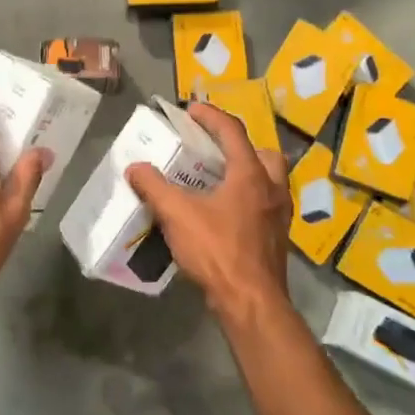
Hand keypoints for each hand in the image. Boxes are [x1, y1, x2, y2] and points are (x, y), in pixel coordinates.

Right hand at [126, 104, 290, 326]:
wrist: (252, 304)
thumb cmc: (218, 251)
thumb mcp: (177, 215)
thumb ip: (154, 187)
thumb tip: (135, 167)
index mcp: (250, 174)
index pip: (233, 131)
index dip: (211, 116)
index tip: (191, 110)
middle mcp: (272, 188)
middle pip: (264, 153)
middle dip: (241, 146)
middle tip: (216, 151)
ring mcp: (279, 215)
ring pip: (270, 181)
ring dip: (249, 174)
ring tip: (220, 182)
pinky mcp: (278, 238)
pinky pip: (267, 205)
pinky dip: (249, 200)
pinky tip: (227, 214)